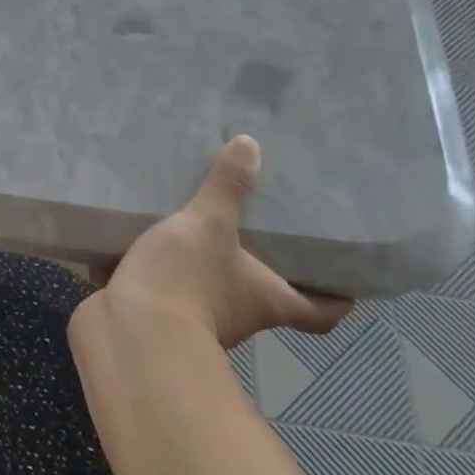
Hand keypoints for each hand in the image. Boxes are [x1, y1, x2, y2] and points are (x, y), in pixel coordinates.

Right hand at [74, 136, 350, 353]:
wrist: (130, 329)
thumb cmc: (187, 280)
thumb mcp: (208, 225)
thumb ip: (227, 188)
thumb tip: (249, 145)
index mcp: (270, 301)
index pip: (320, 312)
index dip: (336, 297)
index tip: (343, 279)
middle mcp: (243, 317)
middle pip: (266, 298)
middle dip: (261, 269)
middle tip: (258, 230)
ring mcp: (199, 322)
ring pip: (214, 293)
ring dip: (208, 269)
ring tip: (196, 228)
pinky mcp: (158, 317)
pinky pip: (167, 290)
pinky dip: (164, 273)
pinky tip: (148, 244)